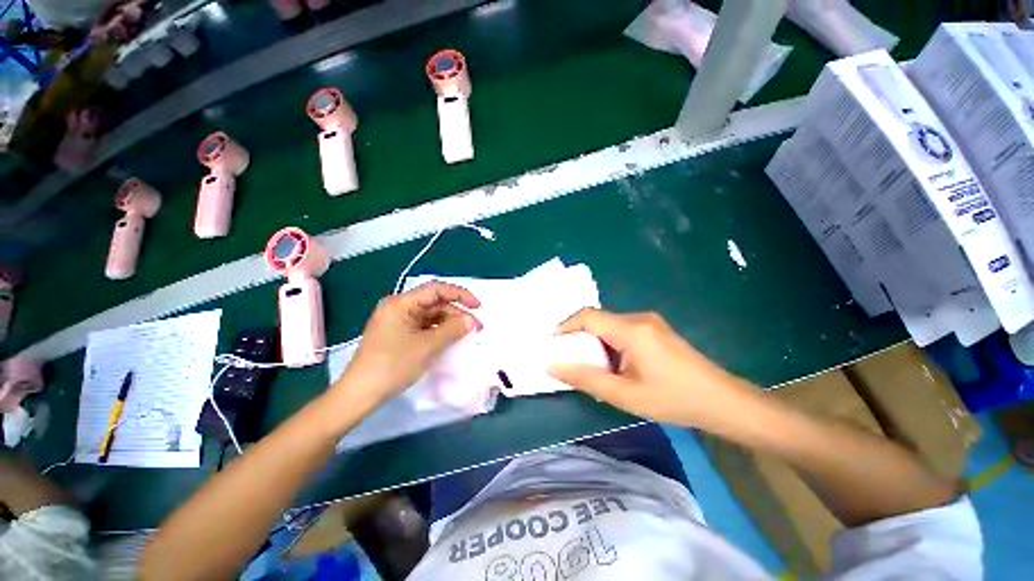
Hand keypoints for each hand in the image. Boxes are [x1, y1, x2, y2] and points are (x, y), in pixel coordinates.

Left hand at [335, 282, 480, 405]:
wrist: (362, 390)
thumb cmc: (393, 364)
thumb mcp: (425, 347)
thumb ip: (451, 330)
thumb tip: (471, 320)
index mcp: (400, 303)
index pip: (435, 289)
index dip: (459, 295)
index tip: (479, 307)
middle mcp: (396, 308)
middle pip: (431, 303)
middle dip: (454, 313)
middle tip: (475, 330)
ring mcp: (393, 323)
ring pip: (426, 317)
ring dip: (446, 325)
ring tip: (464, 338)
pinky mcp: (393, 337)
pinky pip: (419, 329)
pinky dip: (434, 334)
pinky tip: (446, 344)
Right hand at [548, 309, 755, 429]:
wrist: (716, 399)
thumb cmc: (671, 398)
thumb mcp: (624, 395)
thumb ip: (586, 379)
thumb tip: (551, 365)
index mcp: (632, 329)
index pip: (587, 317)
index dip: (563, 330)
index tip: (549, 351)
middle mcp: (641, 319)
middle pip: (599, 322)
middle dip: (579, 342)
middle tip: (567, 368)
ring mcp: (654, 325)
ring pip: (613, 330)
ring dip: (597, 349)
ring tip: (590, 376)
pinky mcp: (660, 335)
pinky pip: (627, 335)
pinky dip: (613, 350)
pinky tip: (615, 374)